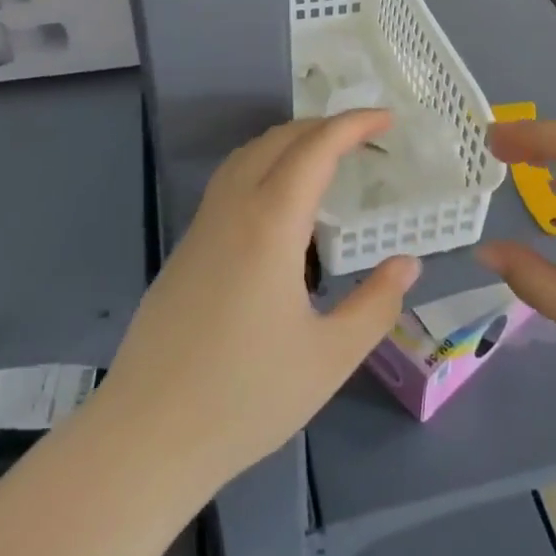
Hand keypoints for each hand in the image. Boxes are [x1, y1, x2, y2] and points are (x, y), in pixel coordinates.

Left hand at [93, 111, 419, 491]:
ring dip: (289, 142)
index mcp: (270, 225)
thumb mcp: (330, 357)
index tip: (387, 119)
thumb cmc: (246, 397)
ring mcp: (202, 227)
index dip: (353, 125)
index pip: (315, 150)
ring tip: (326, 159)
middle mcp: (233, 210)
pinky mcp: (186, 249)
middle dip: (323, 126)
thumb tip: (408, 263)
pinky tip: (281, 207)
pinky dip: (264, 167)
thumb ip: (376, 304)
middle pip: (278, 140)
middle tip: (364, 137)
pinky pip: (229, 183)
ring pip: (247, 157)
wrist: (147, 436)